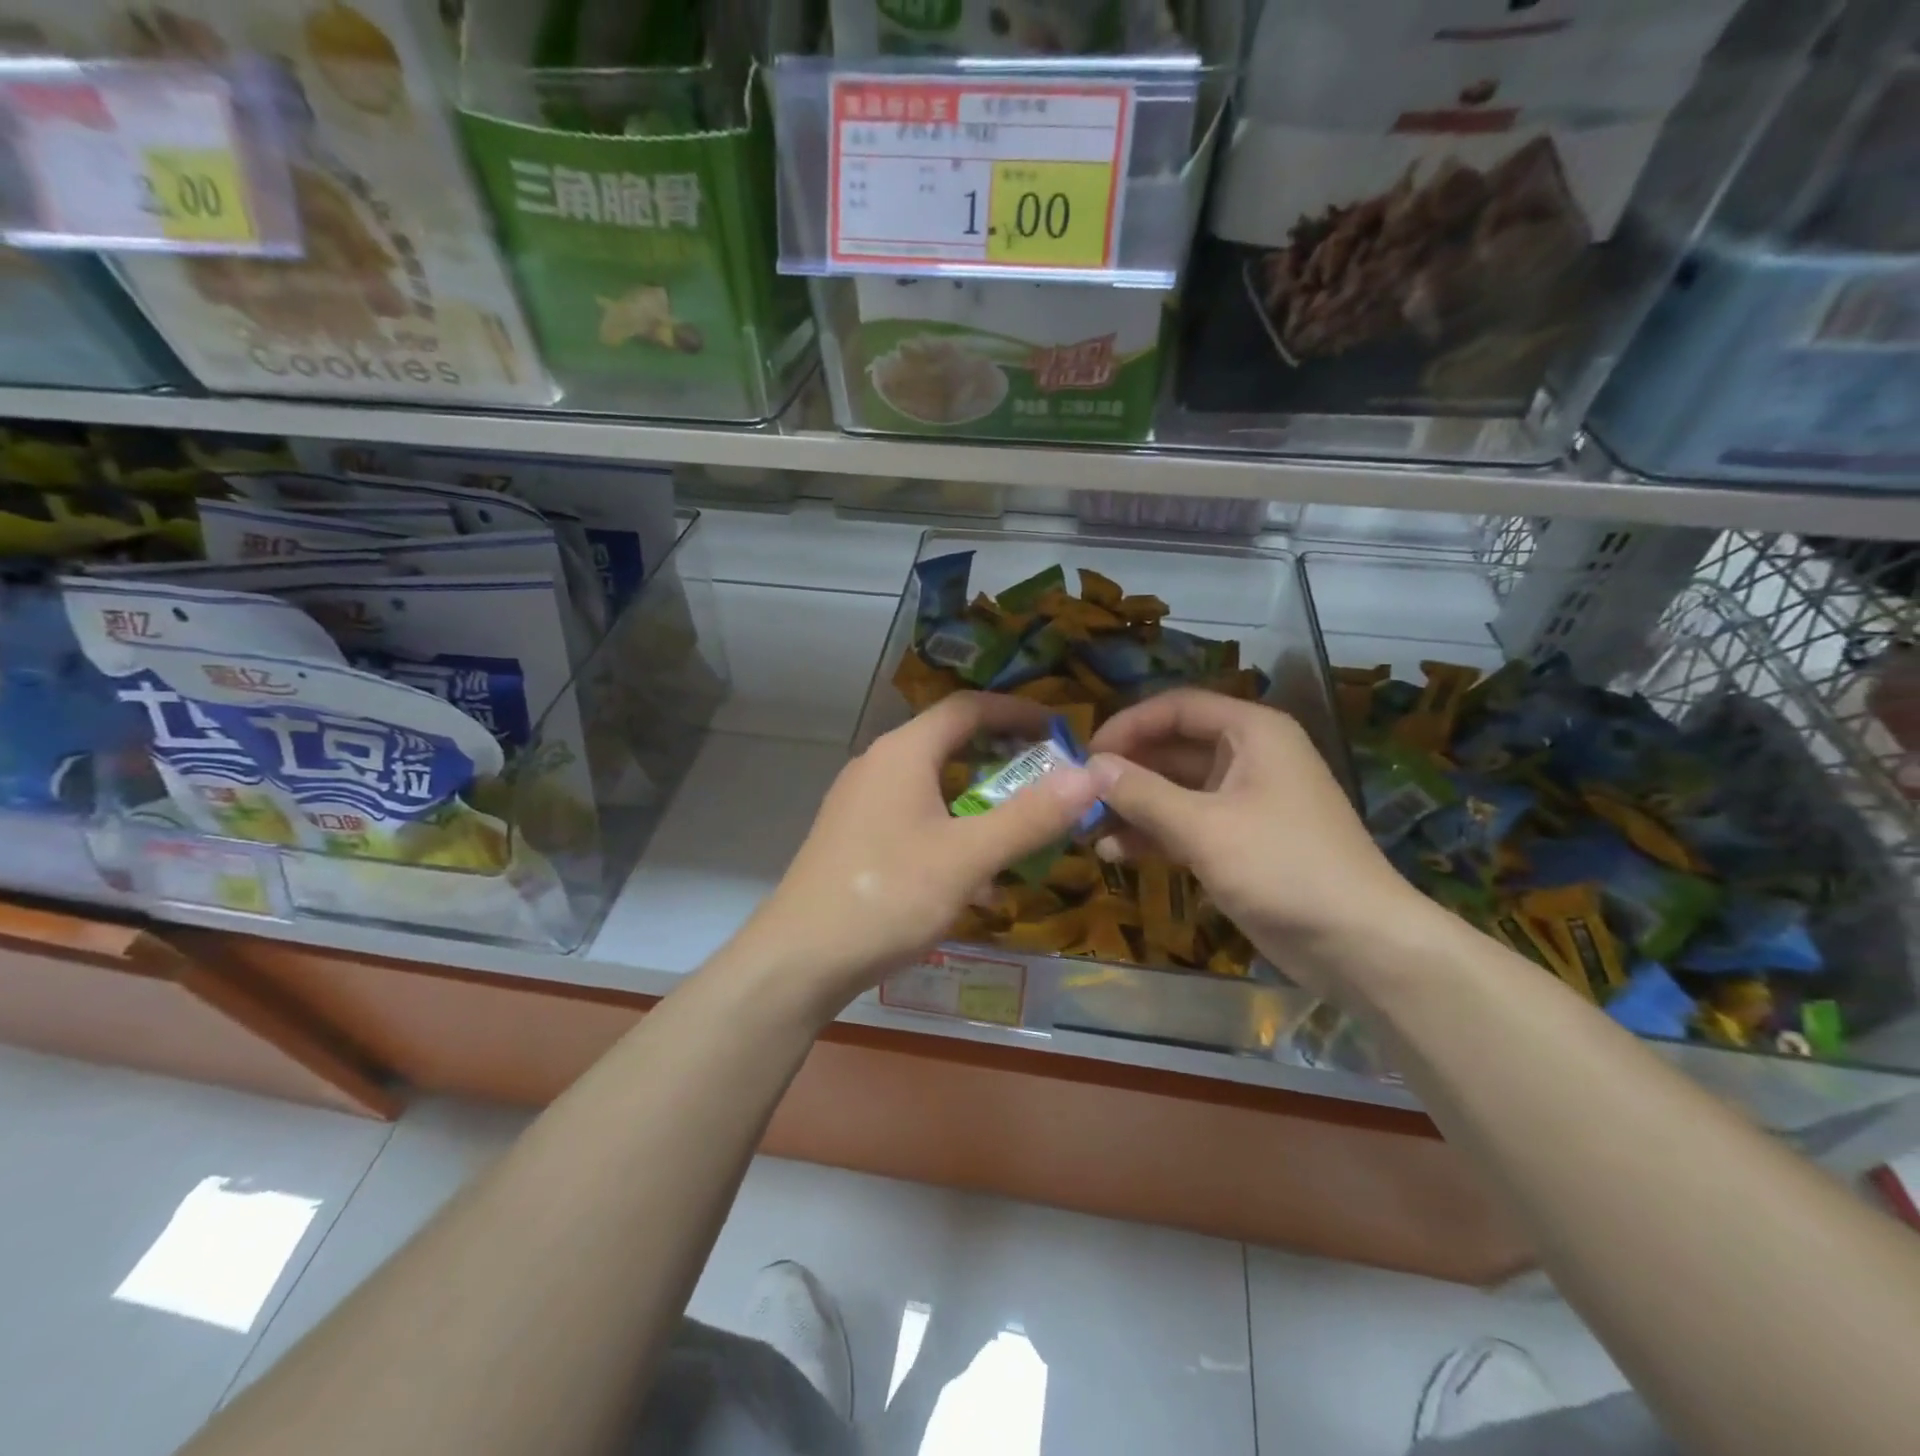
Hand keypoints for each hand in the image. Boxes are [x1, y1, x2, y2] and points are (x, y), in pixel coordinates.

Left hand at [735, 692, 1102, 1016]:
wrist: (798, 960)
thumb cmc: (887, 896)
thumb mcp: (968, 857)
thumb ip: (1030, 817)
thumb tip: (1090, 776)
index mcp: (903, 752)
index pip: (968, 708)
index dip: (1017, 712)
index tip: (1060, 730)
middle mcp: (878, 765)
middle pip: (950, 743)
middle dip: (1003, 760)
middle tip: (1048, 782)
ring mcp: (861, 802)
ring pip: (934, 786)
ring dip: (980, 802)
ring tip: (1020, 831)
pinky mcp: (855, 837)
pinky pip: (915, 818)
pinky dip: (952, 832)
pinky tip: (975, 880)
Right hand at [1087, 689, 1420, 984]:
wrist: (1358, 944)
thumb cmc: (1283, 868)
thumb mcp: (1204, 827)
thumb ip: (1142, 793)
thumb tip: (1090, 766)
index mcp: (1252, 732)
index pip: (1177, 708)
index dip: (1129, 725)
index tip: (1086, 754)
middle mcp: (1248, 756)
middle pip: (1172, 748)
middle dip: (1126, 771)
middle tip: (1079, 795)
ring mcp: (1243, 801)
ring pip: (1174, 790)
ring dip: (1133, 806)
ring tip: (1087, 828)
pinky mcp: (1239, 841)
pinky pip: (1186, 823)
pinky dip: (1153, 834)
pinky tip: (1115, 852)